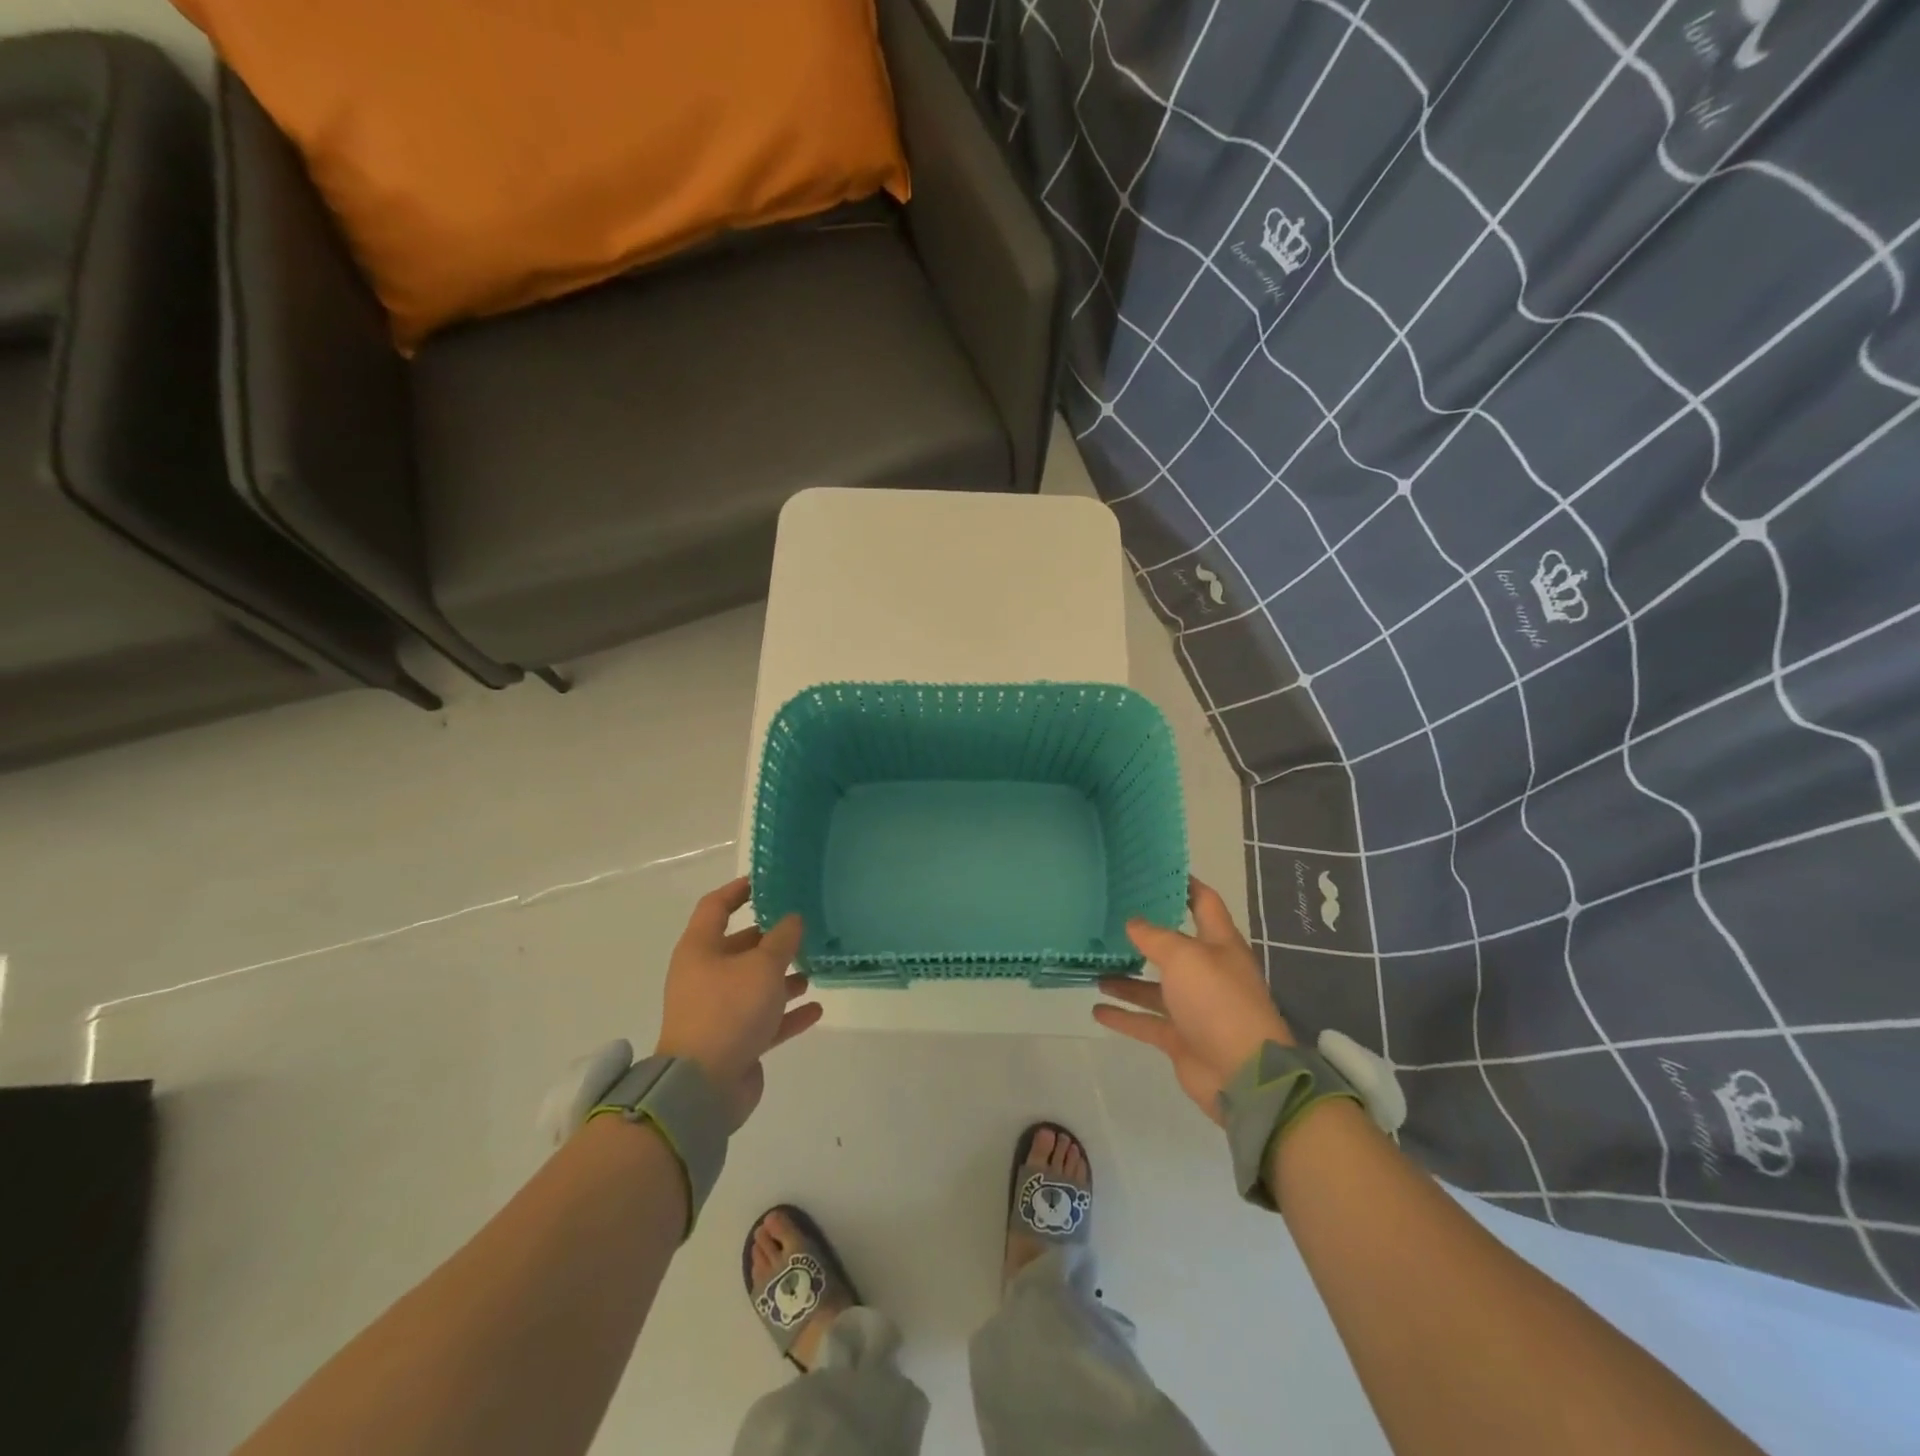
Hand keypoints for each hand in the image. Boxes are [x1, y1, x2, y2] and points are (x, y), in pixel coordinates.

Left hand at [655, 877, 820, 1128]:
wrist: (702, 1087)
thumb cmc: (729, 1011)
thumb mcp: (762, 966)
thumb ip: (782, 939)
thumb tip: (792, 919)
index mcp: (700, 950)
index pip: (716, 907)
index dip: (738, 891)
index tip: (765, 882)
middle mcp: (705, 976)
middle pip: (739, 947)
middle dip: (771, 939)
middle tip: (804, 929)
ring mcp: (718, 1011)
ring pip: (754, 985)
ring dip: (783, 977)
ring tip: (815, 969)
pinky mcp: (733, 1042)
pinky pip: (764, 1020)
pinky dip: (787, 1014)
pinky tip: (816, 1008)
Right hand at [1094, 877, 1293, 1123]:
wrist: (1243, 1074)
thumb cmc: (1218, 1001)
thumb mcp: (1185, 957)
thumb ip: (1155, 937)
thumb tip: (1133, 922)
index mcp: (1219, 944)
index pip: (1204, 903)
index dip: (1184, 885)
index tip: (1156, 870)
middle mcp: (1207, 972)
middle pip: (1174, 945)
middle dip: (1145, 933)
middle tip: (1110, 916)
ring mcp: (1194, 1007)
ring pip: (1154, 986)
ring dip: (1127, 977)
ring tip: (1095, 964)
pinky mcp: (1180, 1037)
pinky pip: (1146, 1021)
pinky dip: (1123, 1015)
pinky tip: (1096, 1008)